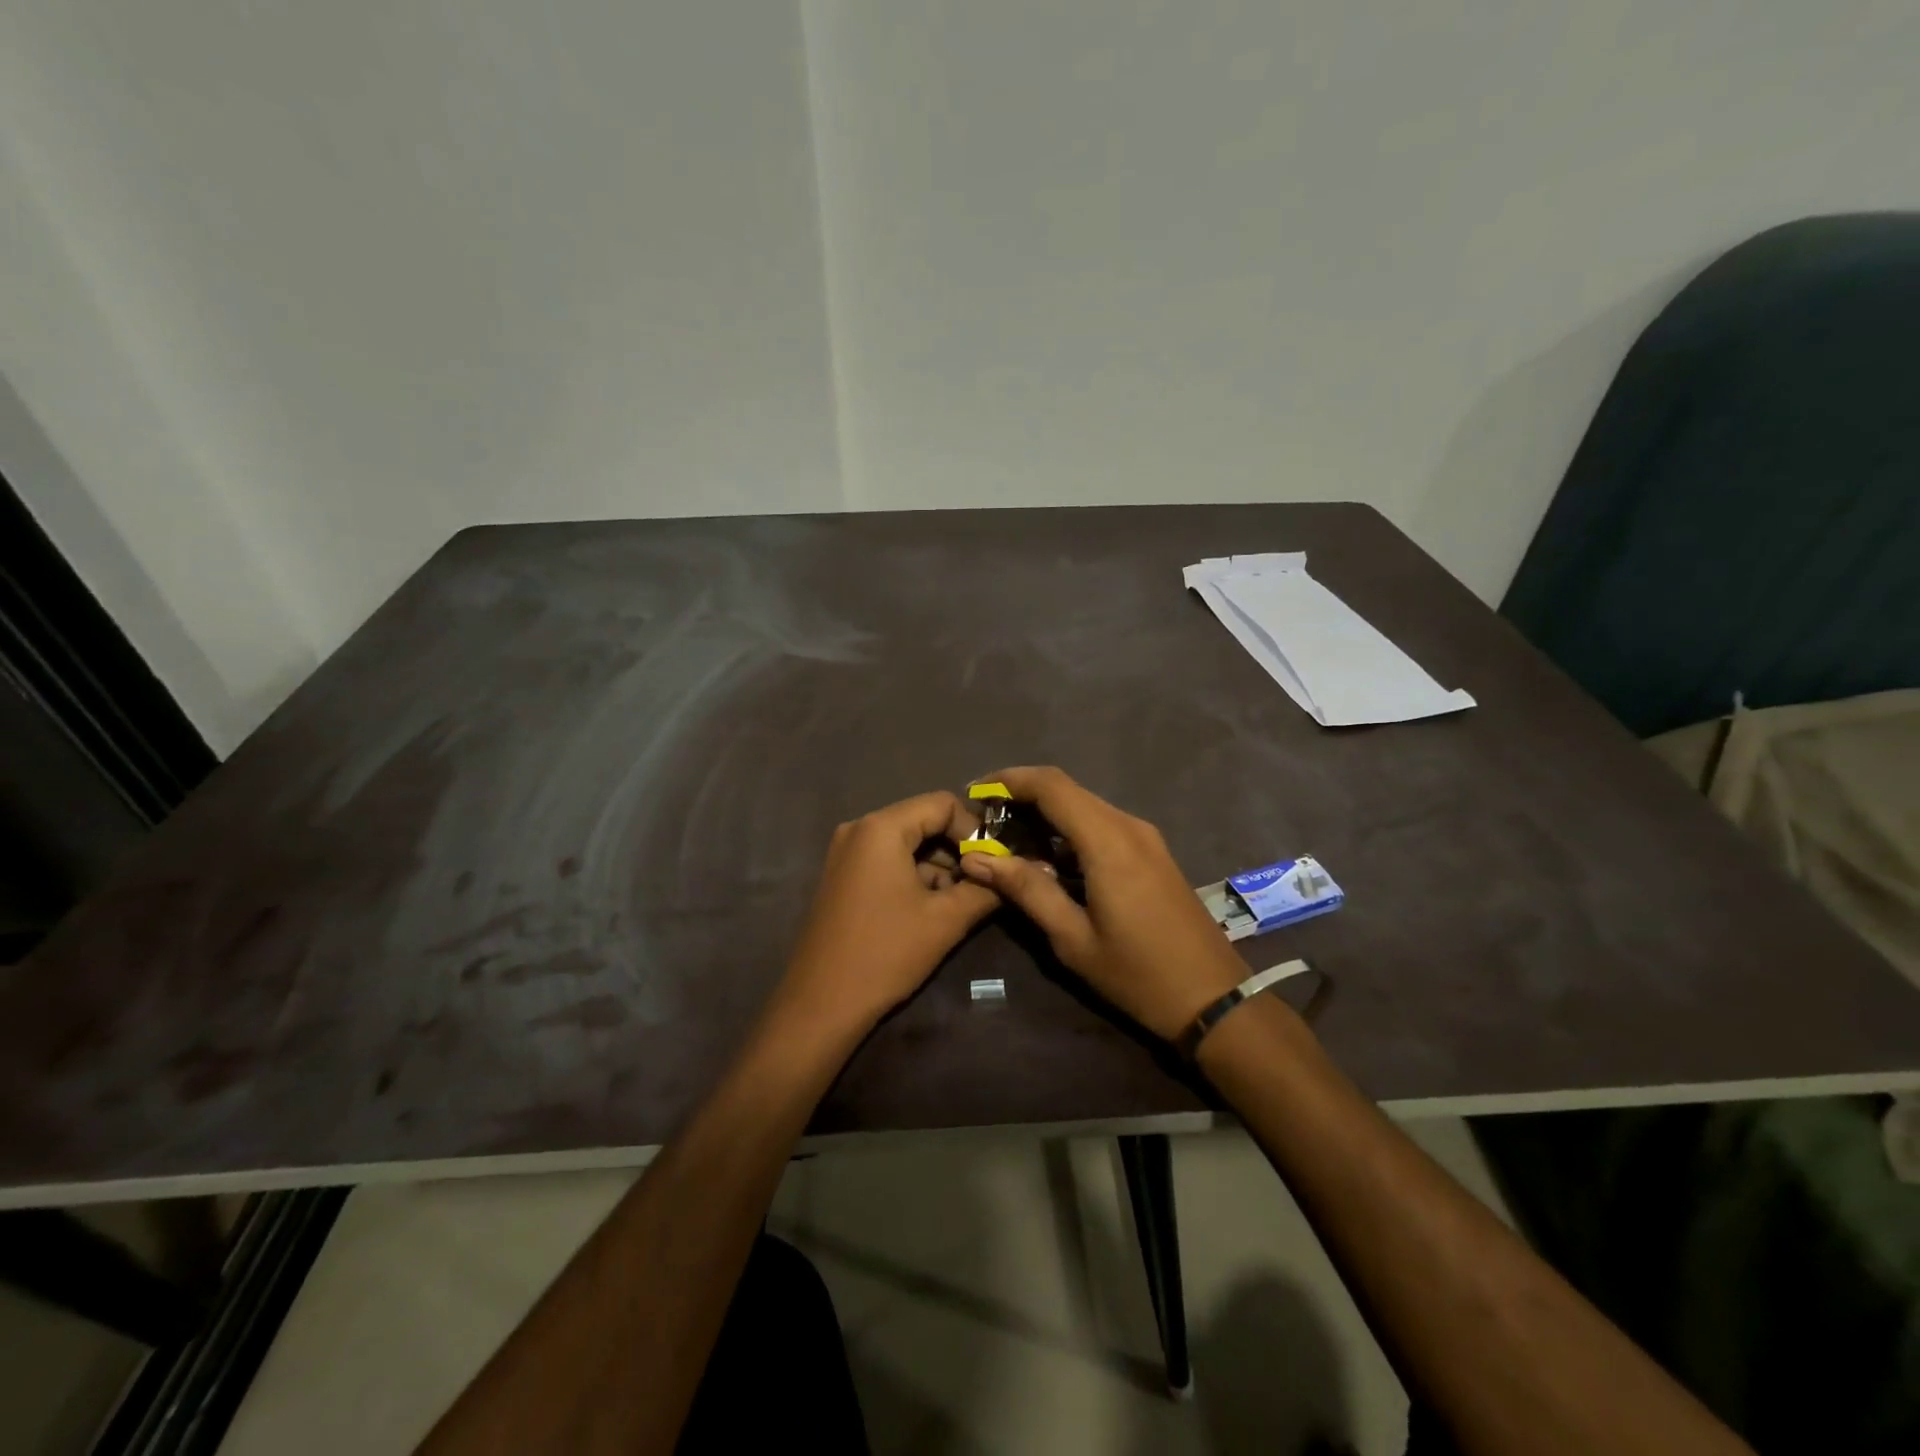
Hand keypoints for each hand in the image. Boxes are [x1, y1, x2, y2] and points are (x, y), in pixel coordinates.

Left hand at [776, 791, 999, 1034]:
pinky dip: (914, 876)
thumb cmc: (886, 953)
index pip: (942, 804)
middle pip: (923, 821)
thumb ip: (985, 888)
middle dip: (958, 850)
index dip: (975, 830)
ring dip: (938, 867)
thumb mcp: (946, 920)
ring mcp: (846, 853)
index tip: (996, 863)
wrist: (821, 1004)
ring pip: (907, 844)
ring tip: (963, 901)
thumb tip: (1016, 872)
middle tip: (985, 882)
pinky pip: (888, 861)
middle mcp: (859, 829)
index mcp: (881, 827)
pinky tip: (933, 909)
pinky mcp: (842, 876)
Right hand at [957, 766, 1245, 1040]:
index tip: (974, 793)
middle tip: (984, 823)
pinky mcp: (1152, 852)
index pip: (1051, 785)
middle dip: (1022, 797)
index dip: (1009, 779)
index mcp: (1108, 841)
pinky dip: (1068, 830)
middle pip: (1067, 790)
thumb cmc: (1138, 974)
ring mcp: (1145, 837)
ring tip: (1007, 842)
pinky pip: (1102, 824)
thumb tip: (975, 858)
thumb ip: (1026, 890)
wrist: (1214, 998)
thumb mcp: (1073, 938)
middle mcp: (1128, 826)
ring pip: (1084, 805)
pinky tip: (1048, 858)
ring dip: (1045, 814)